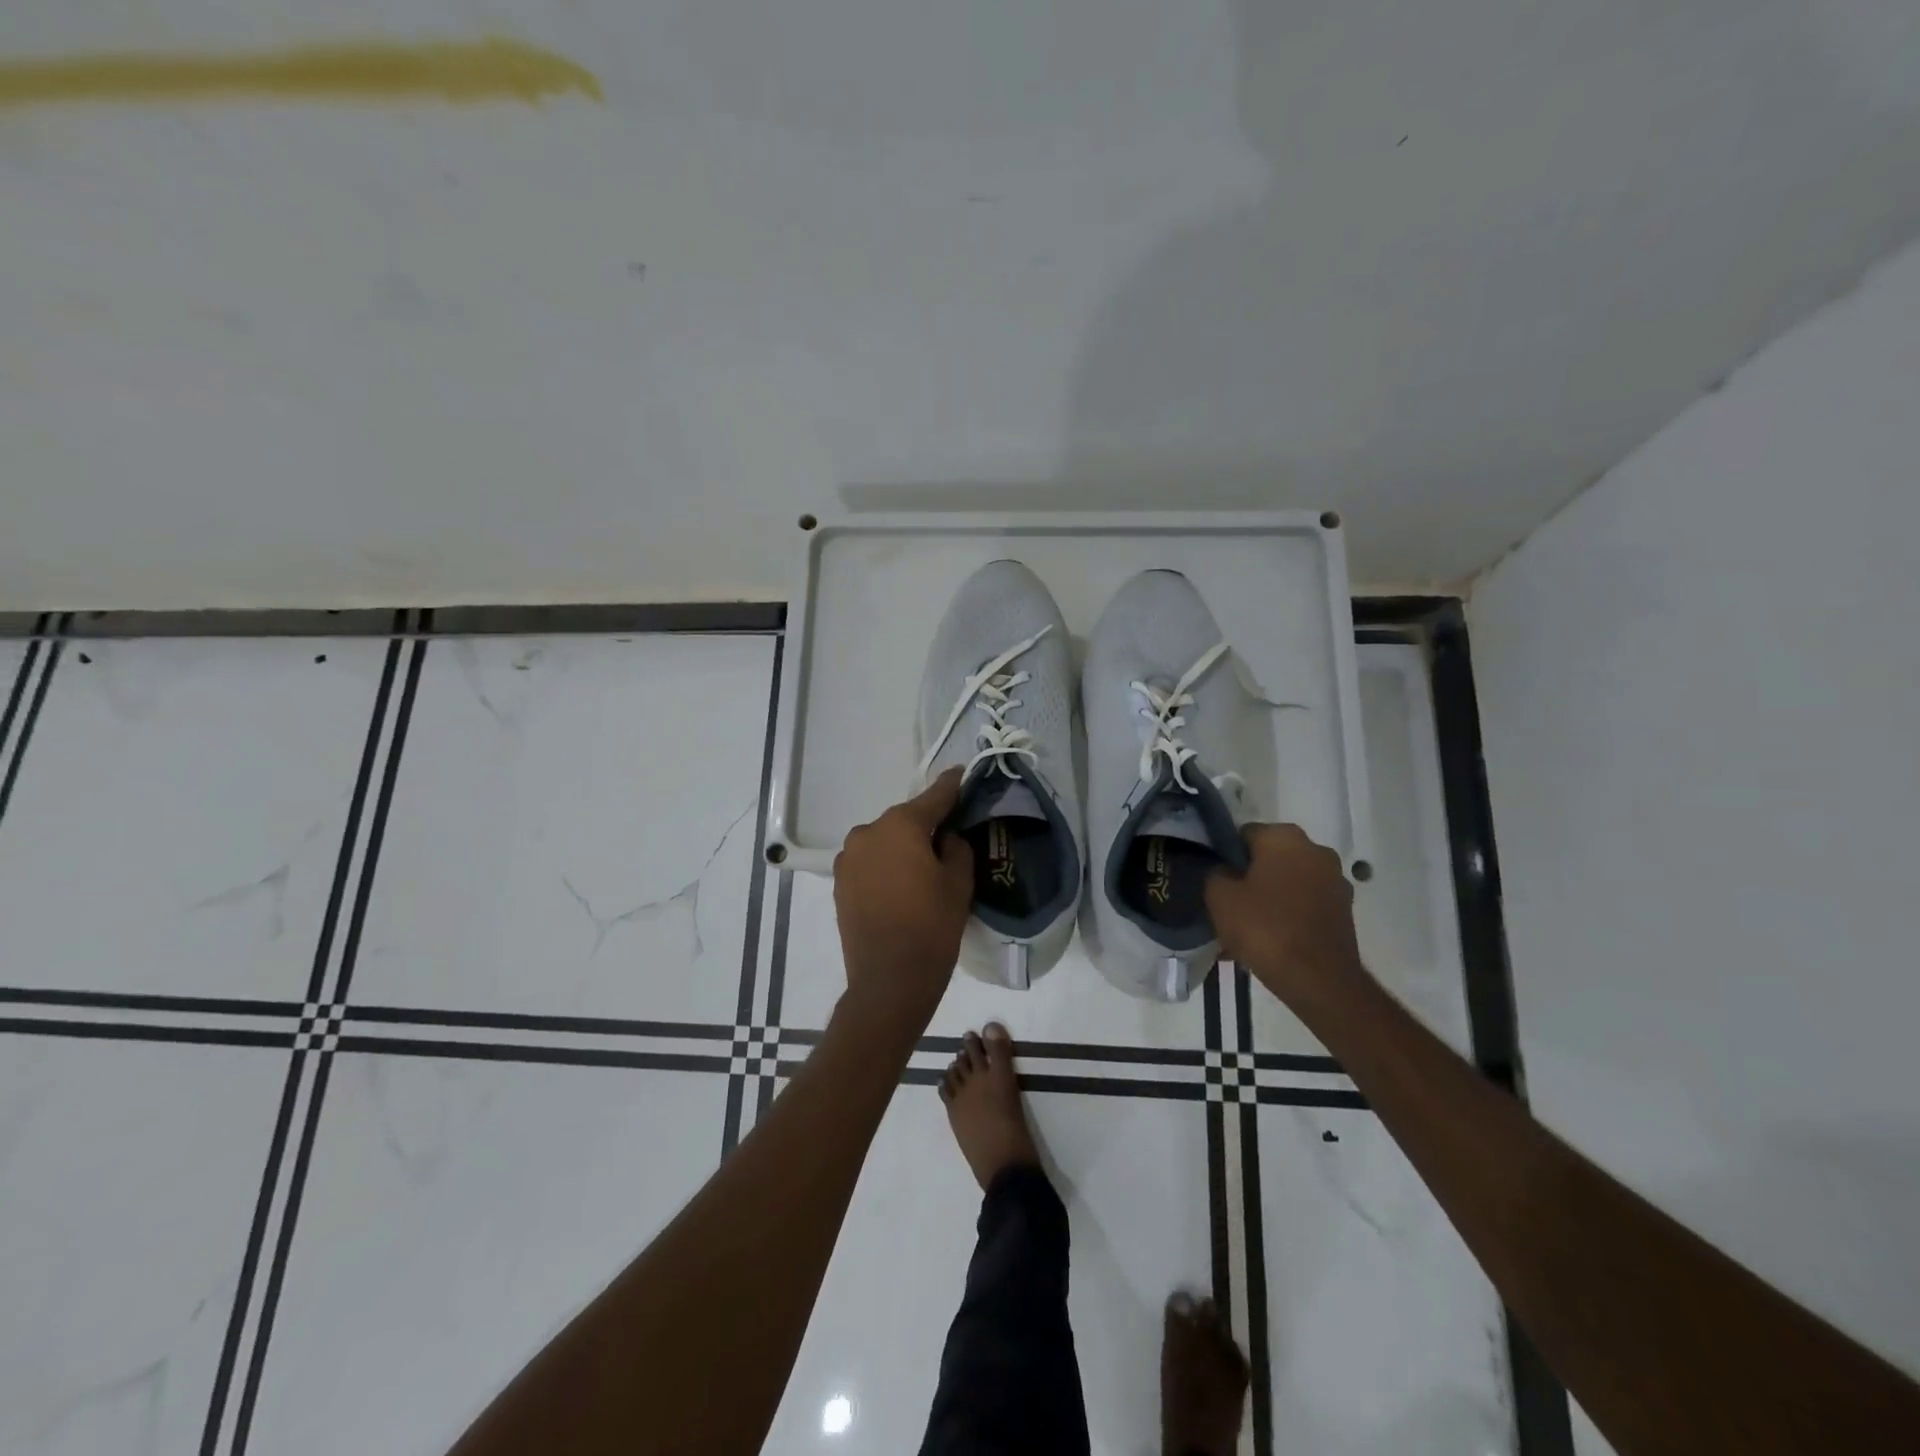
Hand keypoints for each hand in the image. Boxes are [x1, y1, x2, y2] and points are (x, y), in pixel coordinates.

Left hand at [832, 769, 974, 1039]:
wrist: (889, 980)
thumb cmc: (932, 927)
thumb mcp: (959, 883)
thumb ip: (956, 847)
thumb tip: (946, 836)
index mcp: (900, 826)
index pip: (934, 797)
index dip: (952, 786)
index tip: (962, 774)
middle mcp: (868, 832)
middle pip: (905, 821)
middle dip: (926, 826)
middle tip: (949, 840)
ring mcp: (848, 858)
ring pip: (885, 842)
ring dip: (903, 848)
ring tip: (924, 871)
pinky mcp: (840, 883)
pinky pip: (870, 863)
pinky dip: (886, 866)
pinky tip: (902, 886)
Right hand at [1205, 823, 1363, 1004]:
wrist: (1319, 980)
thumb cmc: (1264, 928)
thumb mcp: (1219, 897)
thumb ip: (1215, 873)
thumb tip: (1223, 871)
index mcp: (1285, 837)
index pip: (1244, 835)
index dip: (1225, 857)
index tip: (1215, 882)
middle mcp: (1316, 850)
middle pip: (1269, 859)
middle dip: (1249, 879)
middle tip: (1229, 907)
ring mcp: (1335, 881)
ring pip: (1287, 884)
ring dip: (1269, 899)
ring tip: (1247, 930)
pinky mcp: (1344, 910)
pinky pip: (1304, 905)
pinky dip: (1287, 916)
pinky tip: (1270, 941)